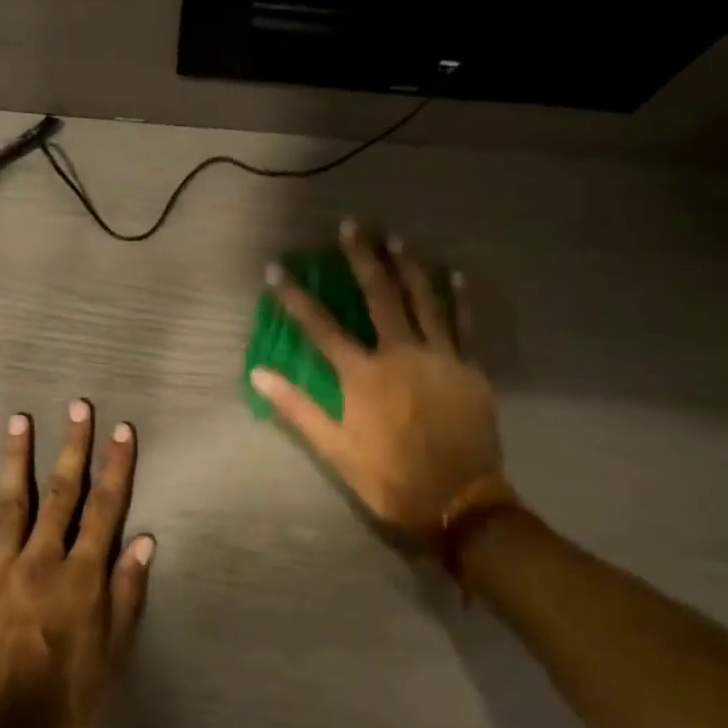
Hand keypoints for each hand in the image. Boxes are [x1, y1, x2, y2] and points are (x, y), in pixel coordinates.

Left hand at [0, 401, 154, 727]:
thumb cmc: (67, 701)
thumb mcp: (113, 654)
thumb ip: (127, 593)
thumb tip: (144, 540)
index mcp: (82, 576)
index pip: (105, 509)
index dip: (116, 467)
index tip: (121, 430)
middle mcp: (43, 561)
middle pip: (62, 493)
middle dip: (73, 447)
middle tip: (77, 406)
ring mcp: (0, 570)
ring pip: (12, 503)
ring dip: (16, 459)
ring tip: (19, 419)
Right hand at [250, 220, 509, 544]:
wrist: (459, 502)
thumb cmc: (390, 478)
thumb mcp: (335, 450)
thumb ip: (297, 408)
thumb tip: (259, 374)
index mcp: (363, 375)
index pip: (320, 326)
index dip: (295, 297)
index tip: (276, 269)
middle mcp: (401, 354)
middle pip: (378, 296)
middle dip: (361, 259)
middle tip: (351, 226)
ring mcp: (439, 357)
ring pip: (423, 300)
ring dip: (408, 266)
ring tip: (396, 237)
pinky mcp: (468, 368)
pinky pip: (462, 324)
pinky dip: (458, 298)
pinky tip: (454, 274)